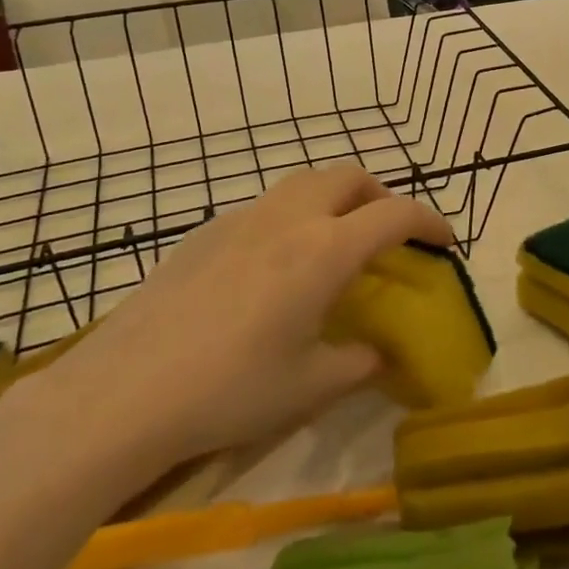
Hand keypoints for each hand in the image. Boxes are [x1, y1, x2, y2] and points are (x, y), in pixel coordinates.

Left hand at [4, 167, 452, 504]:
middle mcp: (288, 219)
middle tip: (389, 235)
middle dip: (381, 196)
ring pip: (304, 183)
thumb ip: (358, 363)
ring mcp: (241, 219)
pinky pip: (265, 207)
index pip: (394, 215)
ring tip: (336, 242)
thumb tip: (378, 355)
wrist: (123, 391)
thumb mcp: (309, 386)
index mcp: (324, 250)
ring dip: (335, 199)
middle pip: (349, 177)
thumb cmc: (230, 390)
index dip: (430, 222)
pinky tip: (274, 266)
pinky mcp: (204, 232)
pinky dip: (292, 217)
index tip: (445, 242)